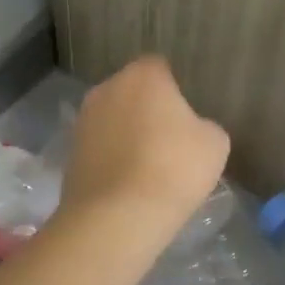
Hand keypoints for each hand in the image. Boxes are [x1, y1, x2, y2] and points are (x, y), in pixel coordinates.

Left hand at [58, 57, 229, 246]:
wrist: (118, 217)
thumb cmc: (174, 169)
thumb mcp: (214, 144)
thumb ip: (203, 126)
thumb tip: (191, 131)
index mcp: (143, 76)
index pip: (159, 67)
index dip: (174, 89)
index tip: (186, 114)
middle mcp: (107, 89)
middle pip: (132, 92)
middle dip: (147, 109)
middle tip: (169, 140)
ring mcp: (83, 121)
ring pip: (113, 120)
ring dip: (126, 134)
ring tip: (148, 166)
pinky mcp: (70, 154)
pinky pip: (100, 149)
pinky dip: (112, 159)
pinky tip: (129, 184)